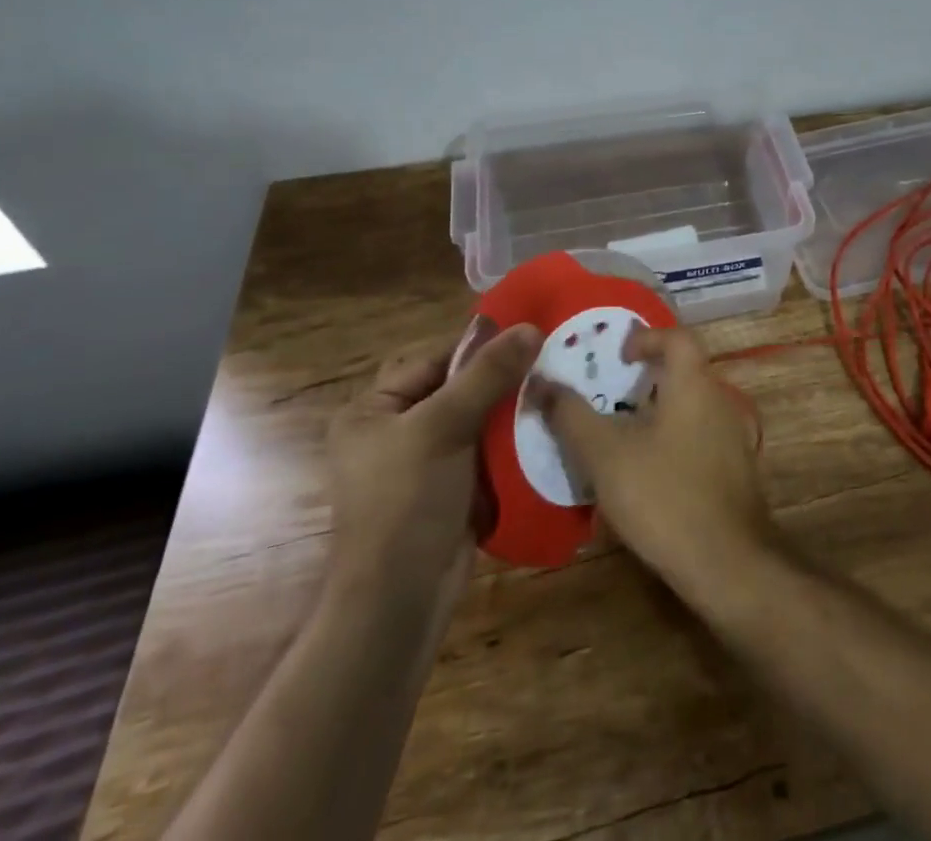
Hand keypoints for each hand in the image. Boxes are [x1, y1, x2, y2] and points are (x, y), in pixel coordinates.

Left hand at [325, 322, 539, 602]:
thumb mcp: (443, 427)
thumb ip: (486, 375)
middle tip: (551, 360)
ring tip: (557, 390)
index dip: (480, 347)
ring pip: (478, 421)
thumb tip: (530, 328)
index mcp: (373, 411)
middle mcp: (395, 433)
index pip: (434, 361)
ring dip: (512, 411)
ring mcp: (425, 465)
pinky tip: (548, 429)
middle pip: (458, 389)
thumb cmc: (406, 502)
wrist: (400, 602)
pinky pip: (487, 453)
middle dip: (502, 379)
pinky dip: (513, 443)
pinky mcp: (452, 491)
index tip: (530, 333)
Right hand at [536, 327, 773, 594]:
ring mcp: (733, 438)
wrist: (729, 564)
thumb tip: (541, 381)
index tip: (618, 356)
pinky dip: (672, 443)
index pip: (677, 337)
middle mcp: (720, 401)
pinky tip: (647, 476)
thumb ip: (572, 415)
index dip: (646, 337)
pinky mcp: (736, 472)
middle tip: (608, 398)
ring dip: (657, 414)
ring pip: (691, 409)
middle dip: (645, 380)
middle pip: (683, 373)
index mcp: (694, 384)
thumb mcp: (606, 455)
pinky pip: (699, 440)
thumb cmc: (665, 496)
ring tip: (620, 438)